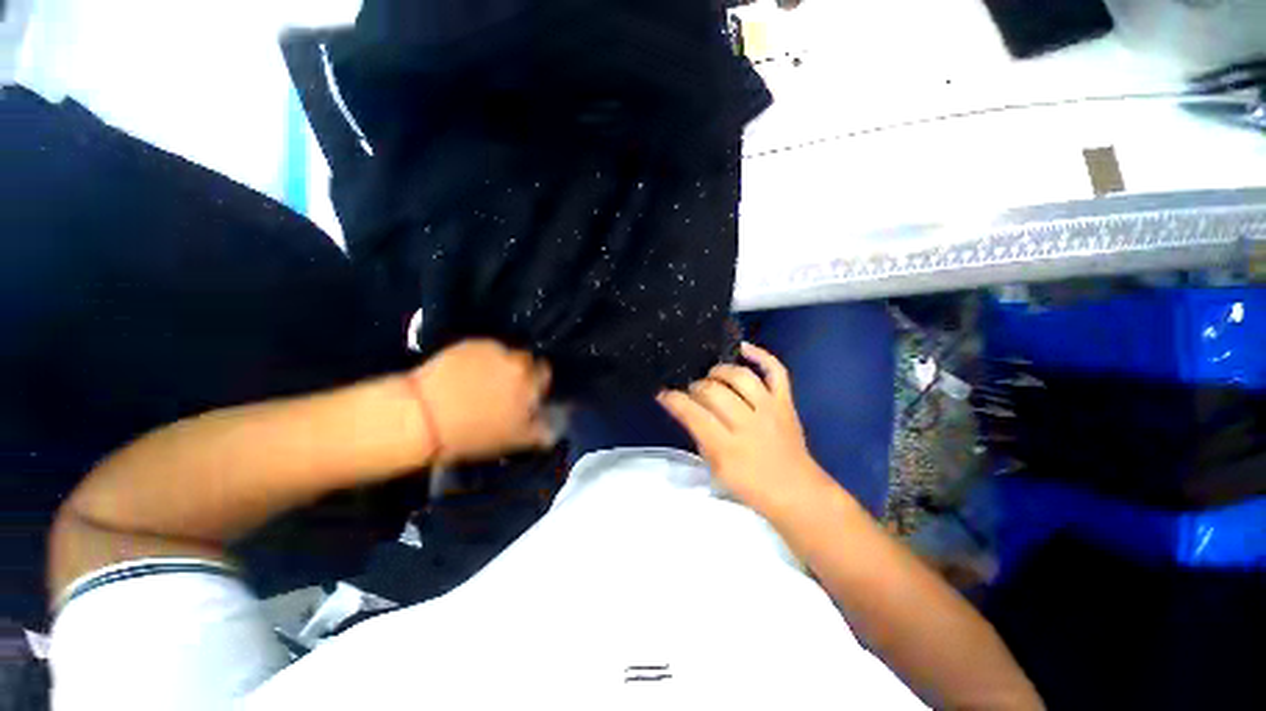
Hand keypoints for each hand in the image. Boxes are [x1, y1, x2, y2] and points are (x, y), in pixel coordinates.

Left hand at [410, 340, 553, 463]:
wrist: (422, 417)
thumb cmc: (471, 434)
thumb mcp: (513, 440)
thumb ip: (539, 432)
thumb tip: (553, 429)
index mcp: (531, 384)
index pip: (545, 375)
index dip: (535, 384)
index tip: (523, 394)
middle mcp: (517, 362)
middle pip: (526, 361)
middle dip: (519, 371)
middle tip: (501, 388)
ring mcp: (493, 350)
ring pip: (504, 354)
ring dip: (499, 364)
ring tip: (479, 380)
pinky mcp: (470, 343)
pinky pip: (483, 349)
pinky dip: (479, 358)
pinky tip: (463, 373)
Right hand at [658, 342, 834, 517]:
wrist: (797, 492)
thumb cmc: (751, 486)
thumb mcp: (716, 469)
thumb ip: (700, 437)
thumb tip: (688, 411)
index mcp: (727, 448)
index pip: (693, 414)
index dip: (674, 400)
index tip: (664, 394)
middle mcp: (748, 424)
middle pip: (714, 391)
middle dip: (696, 387)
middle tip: (692, 393)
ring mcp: (770, 409)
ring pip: (741, 376)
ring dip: (720, 372)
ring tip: (711, 377)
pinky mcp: (785, 402)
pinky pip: (776, 371)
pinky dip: (761, 355)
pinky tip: (743, 348)